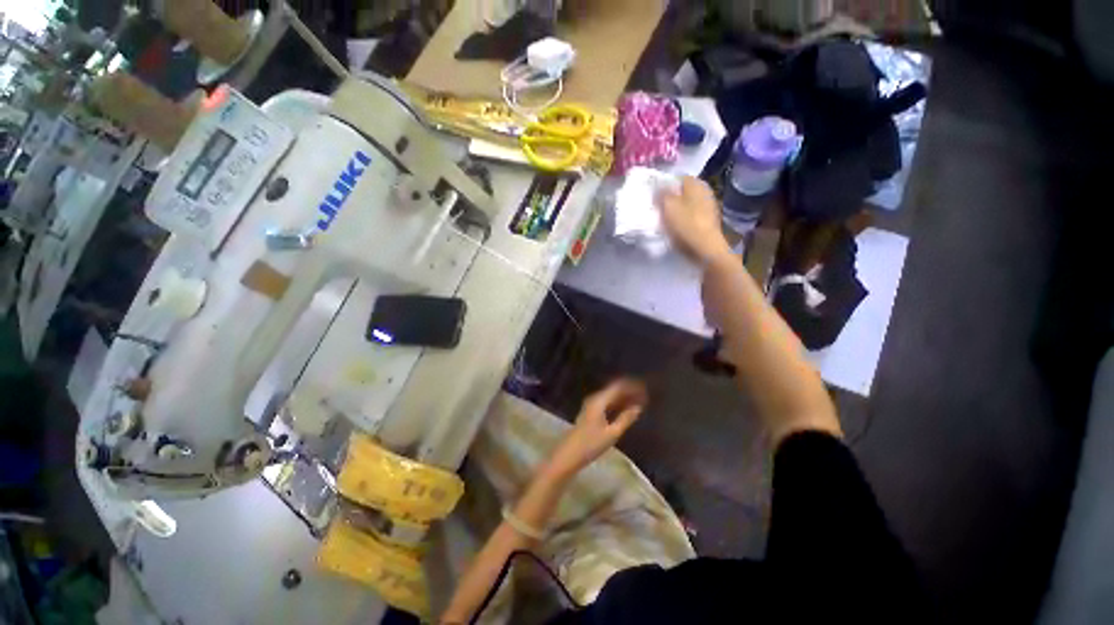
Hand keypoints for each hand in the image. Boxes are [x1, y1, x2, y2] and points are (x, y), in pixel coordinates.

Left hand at [546, 378, 647, 478]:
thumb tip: (638, 407)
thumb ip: (626, 418)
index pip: (618, 386)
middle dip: (629, 391)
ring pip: (611, 397)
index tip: (645, 388)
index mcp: (599, 400)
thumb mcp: (612, 433)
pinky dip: (618, 404)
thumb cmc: (590, 445)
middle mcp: (595, 399)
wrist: (568, 455)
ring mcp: (591, 406)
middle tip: (645, 395)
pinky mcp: (590, 413)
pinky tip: (626, 410)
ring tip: (639, 402)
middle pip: (614, 390)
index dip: (632, 386)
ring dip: (624, 398)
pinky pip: (608, 403)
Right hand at [659, 177, 731, 265]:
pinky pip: (690, 217)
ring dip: (676, 211)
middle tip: (657, 208)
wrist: (705, 249)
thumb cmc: (685, 224)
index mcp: (696, 184)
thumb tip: (659, 185)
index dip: (665, 185)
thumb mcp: (668, 206)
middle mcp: (705, 192)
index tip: (654, 196)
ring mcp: (708, 208)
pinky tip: (675, 229)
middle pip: (683, 192)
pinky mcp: (707, 222)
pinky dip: (682, 221)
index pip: (677, 178)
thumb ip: (662, 193)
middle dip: (670, 199)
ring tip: (664, 220)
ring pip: (686, 205)